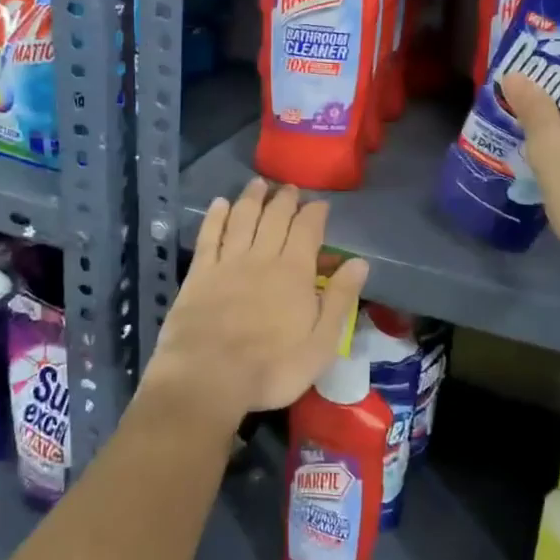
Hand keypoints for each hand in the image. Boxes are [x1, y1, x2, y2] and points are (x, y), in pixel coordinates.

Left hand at [144, 179, 369, 426]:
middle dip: (285, 199)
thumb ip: (340, 299)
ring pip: (242, 218)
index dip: (315, 212)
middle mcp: (262, 257)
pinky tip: (220, 203)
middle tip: (290, 188)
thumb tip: (359, 262)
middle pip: (275, 217)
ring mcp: (228, 262)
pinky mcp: (200, 273)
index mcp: (295, 272)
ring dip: (252, 198)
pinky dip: (216, 216)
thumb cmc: (272, 368)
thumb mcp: (321, 343)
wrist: (208, 377)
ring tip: (259, 183)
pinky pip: (210, 235)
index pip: (308, 230)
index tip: (320, 203)